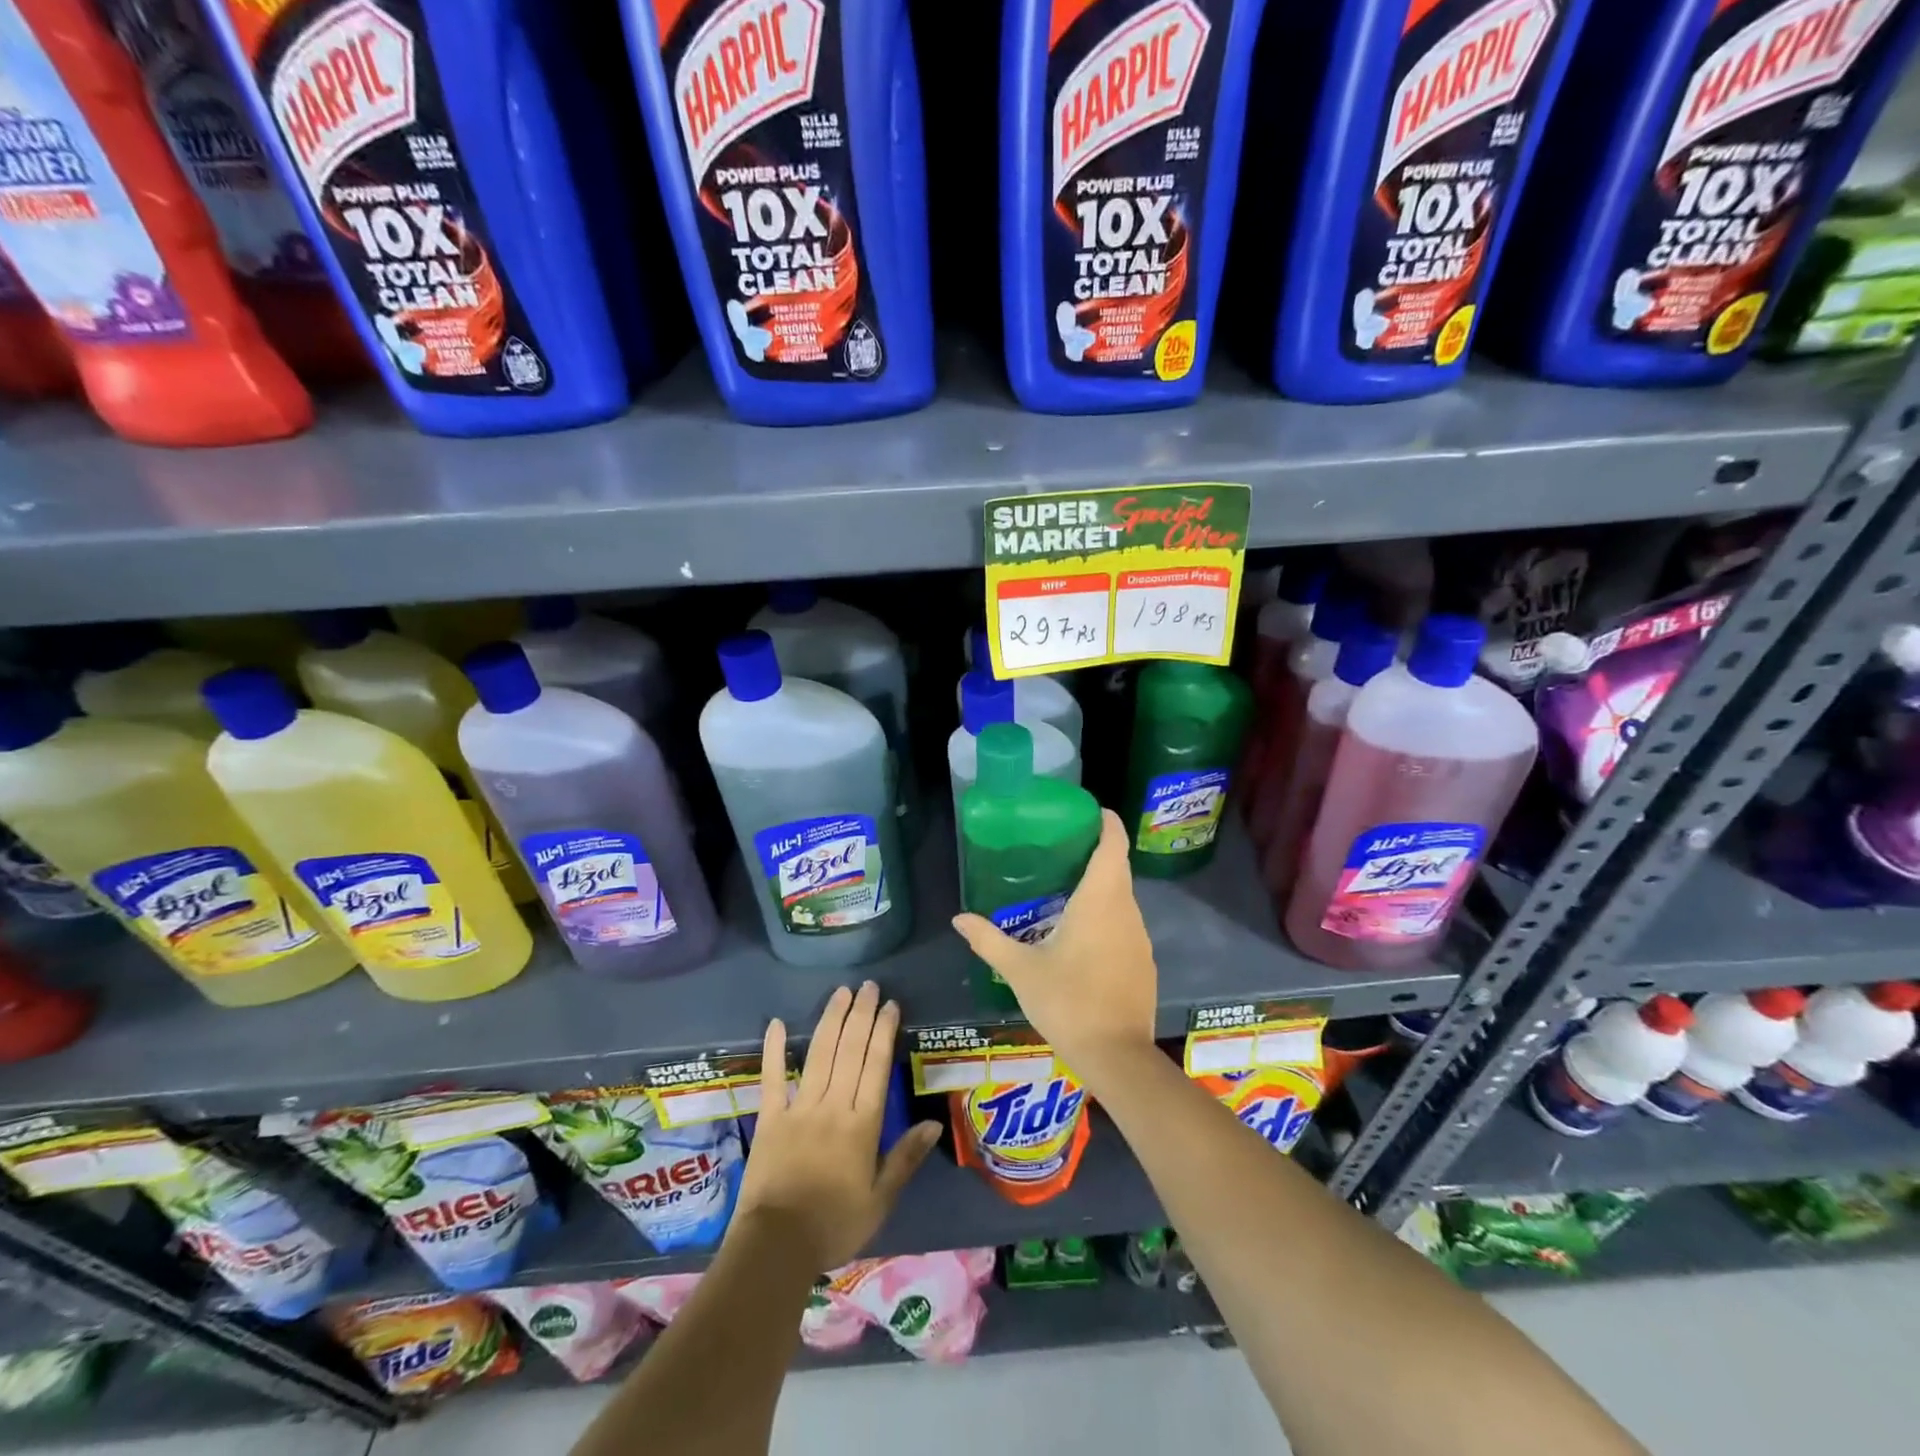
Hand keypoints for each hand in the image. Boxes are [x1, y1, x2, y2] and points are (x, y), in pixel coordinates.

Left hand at [730, 982, 941, 1271]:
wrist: (776, 1247)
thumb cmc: (834, 1225)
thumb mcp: (880, 1200)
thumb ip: (905, 1158)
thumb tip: (933, 1123)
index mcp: (863, 1124)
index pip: (877, 1066)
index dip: (884, 1032)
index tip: (891, 1005)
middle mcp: (833, 1106)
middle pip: (850, 1051)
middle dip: (862, 1015)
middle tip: (869, 986)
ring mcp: (799, 1108)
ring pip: (819, 1054)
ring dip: (831, 1020)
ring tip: (841, 992)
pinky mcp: (770, 1118)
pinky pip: (772, 1078)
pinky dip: (774, 1049)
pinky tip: (776, 1023)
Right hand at [950, 809, 1156, 1089]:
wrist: (1117, 1056)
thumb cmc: (1067, 1002)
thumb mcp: (1020, 970)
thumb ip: (989, 940)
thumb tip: (958, 918)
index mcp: (1100, 900)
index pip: (1112, 845)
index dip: (1106, 822)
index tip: (1089, 811)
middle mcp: (1126, 911)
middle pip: (1117, 868)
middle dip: (1095, 852)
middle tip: (1060, 847)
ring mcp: (1140, 937)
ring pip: (1121, 898)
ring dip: (1100, 886)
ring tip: (1065, 887)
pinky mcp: (1144, 962)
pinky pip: (1125, 924)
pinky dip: (1107, 915)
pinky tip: (1082, 934)